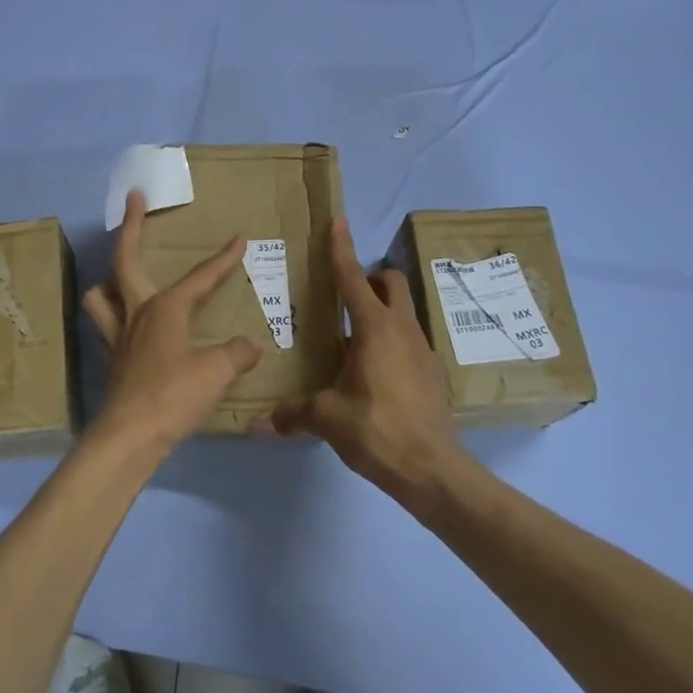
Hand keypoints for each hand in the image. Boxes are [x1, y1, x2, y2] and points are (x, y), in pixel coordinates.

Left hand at [81, 190, 260, 460]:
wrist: (130, 436)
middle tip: (133, 198)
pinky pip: (106, 328)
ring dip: (109, 281)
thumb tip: (250, 346)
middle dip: (131, 226)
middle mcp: (136, 313)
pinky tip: (128, 329)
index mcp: (164, 309)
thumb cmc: (174, 396)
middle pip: (125, 260)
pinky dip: (114, 320)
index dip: (222, 259)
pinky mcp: (111, 361)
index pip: (199, 277)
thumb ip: (236, 354)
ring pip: (100, 295)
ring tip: (122, 279)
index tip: (238, 239)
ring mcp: (117, 337)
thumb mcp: (217, 372)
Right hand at [262, 218, 461, 500]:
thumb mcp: (327, 419)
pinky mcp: (434, 373)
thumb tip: (257, 424)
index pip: (352, 278)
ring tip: (355, 338)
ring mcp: (424, 351)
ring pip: (405, 311)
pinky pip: (411, 341)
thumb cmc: (377, 430)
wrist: (434, 470)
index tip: (337, 222)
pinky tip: (376, 373)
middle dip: (371, 278)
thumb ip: (292, 415)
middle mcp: (402, 330)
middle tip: (345, 296)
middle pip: (392, 282)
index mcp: (374, 329)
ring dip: (382, 311)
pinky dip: (393, 342)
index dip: (341, 248)